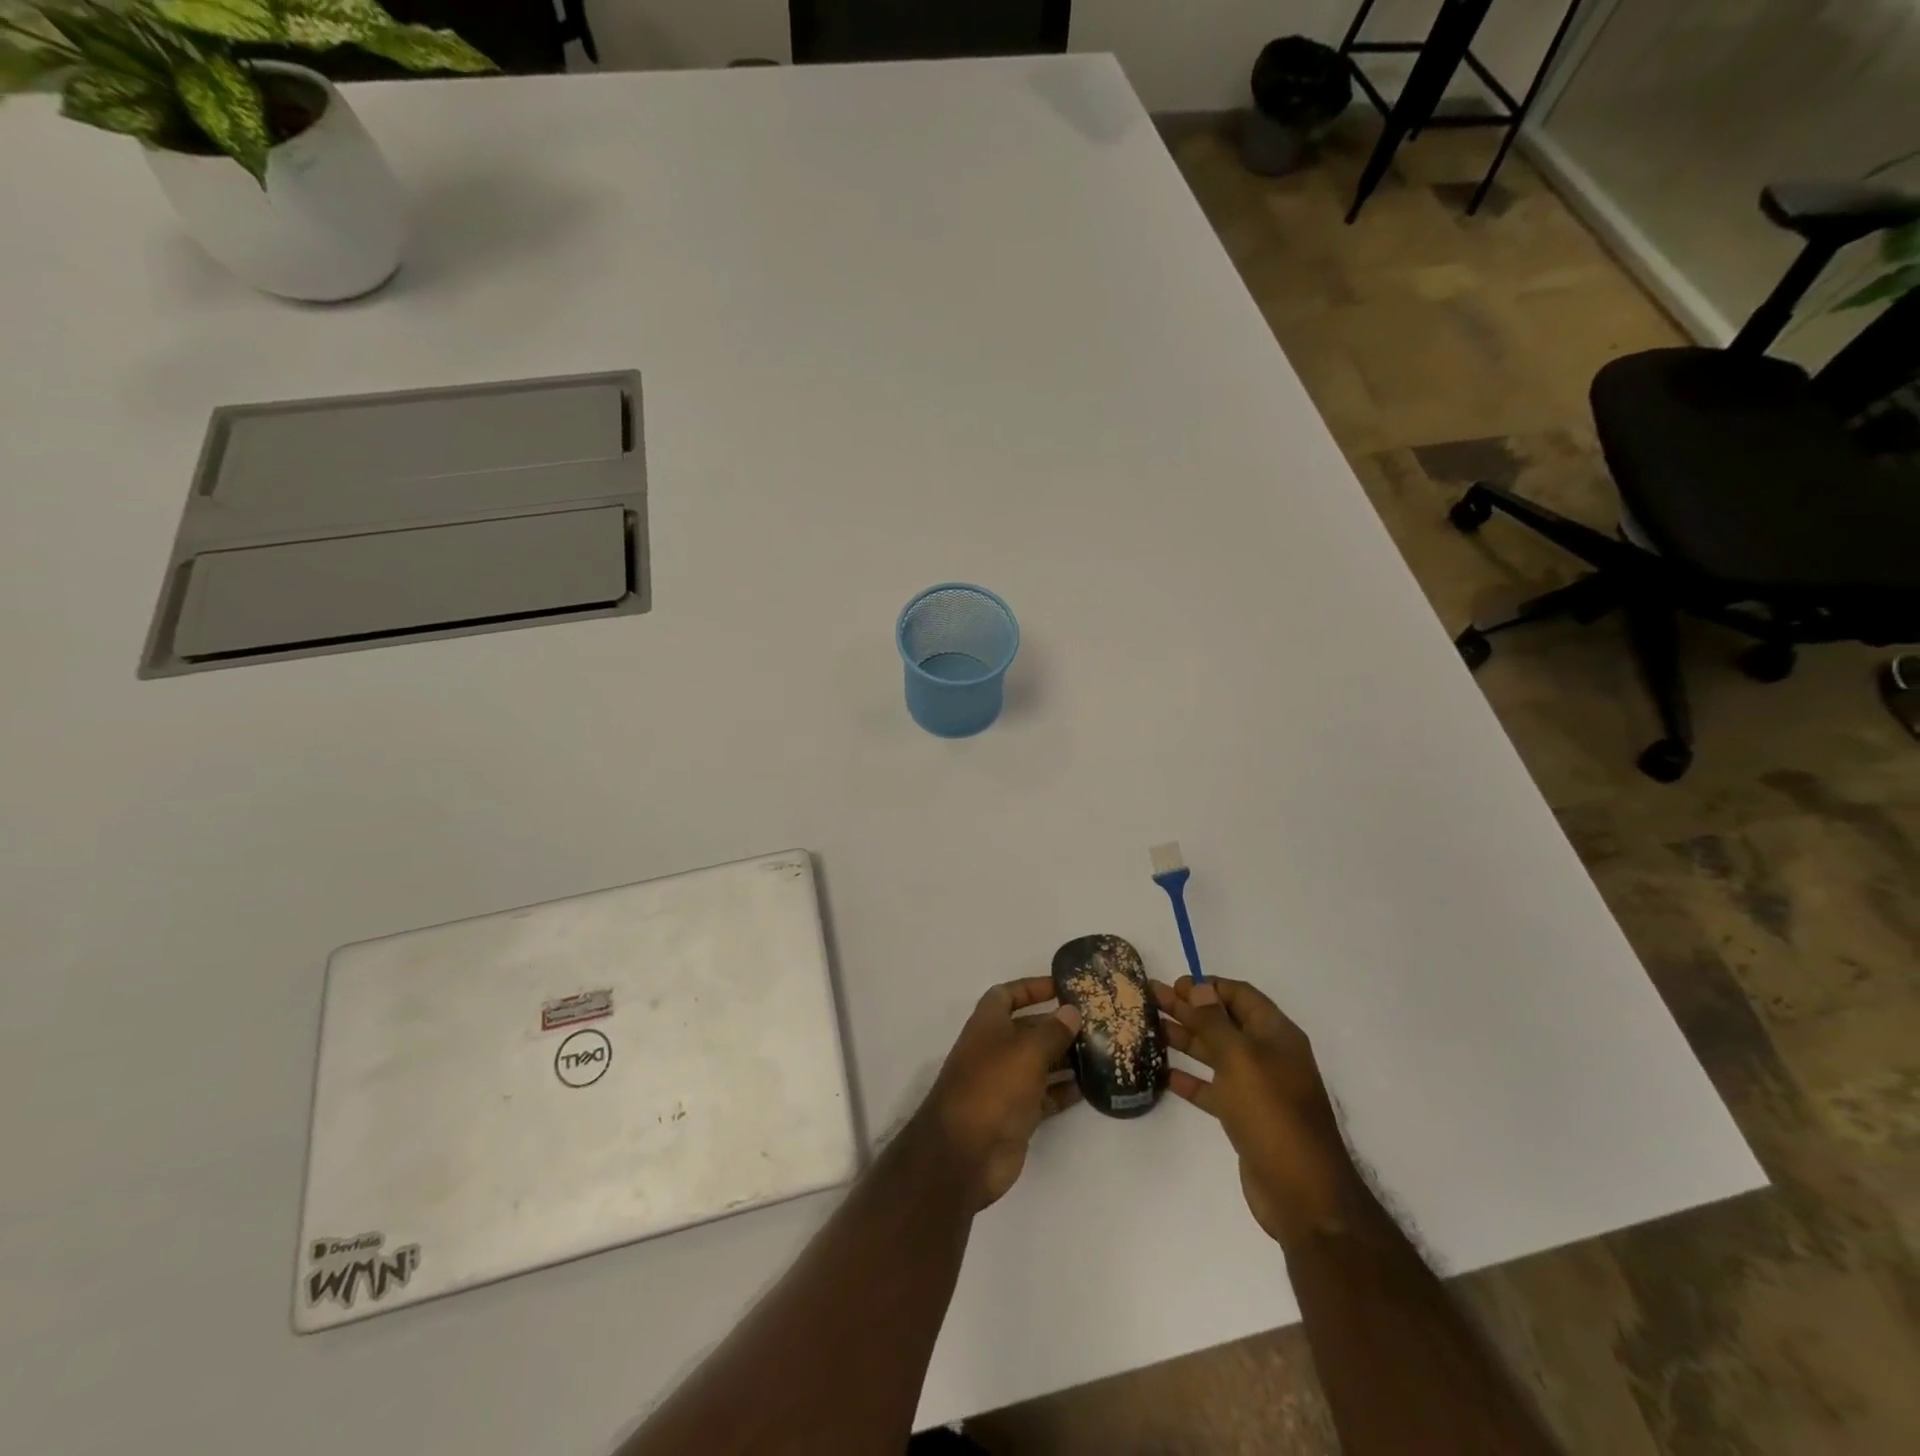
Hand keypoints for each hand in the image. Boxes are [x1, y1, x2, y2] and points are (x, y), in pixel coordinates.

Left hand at [920, 977, 1083, 1210]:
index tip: (1063, 987)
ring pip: (1040, 1063)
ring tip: (1101, 1052)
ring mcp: (1005, 1083)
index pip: (1008, 994)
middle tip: (1096, 1023)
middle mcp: (995, 1050)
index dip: (1032, 988)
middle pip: (1029, 1029)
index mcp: (988, 1025)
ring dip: (1066, 1058)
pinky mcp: (1016, 1114)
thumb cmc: (994, 1086)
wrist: (966, 1153)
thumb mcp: (1027, 1050)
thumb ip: (1052, 1030)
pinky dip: (1064, 1090)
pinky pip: (1045, 1095)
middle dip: (1058, 1025)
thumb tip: (1071, 1011)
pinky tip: (1091, 1087)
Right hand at [1155, 976, 1357, 1244]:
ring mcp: (1256, 1087)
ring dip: (1184, 1038)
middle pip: (1223, 1021)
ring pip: (1214, 1053)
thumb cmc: (1272, 1113)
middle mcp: (1267, 1055)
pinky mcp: (1244, 1117)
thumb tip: (1200, 987)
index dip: (1207, 986)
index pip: (1239, 995)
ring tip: (1149, 1027)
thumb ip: (1215, 1022)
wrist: (1302, 1193)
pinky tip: (1162, 1073)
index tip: (1173, 985)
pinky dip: (1189, 1079)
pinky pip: (1212, 1088)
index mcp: (1275, 1034)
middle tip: (1150, 999)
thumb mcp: (1241, 1058)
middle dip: (1188, 1008)